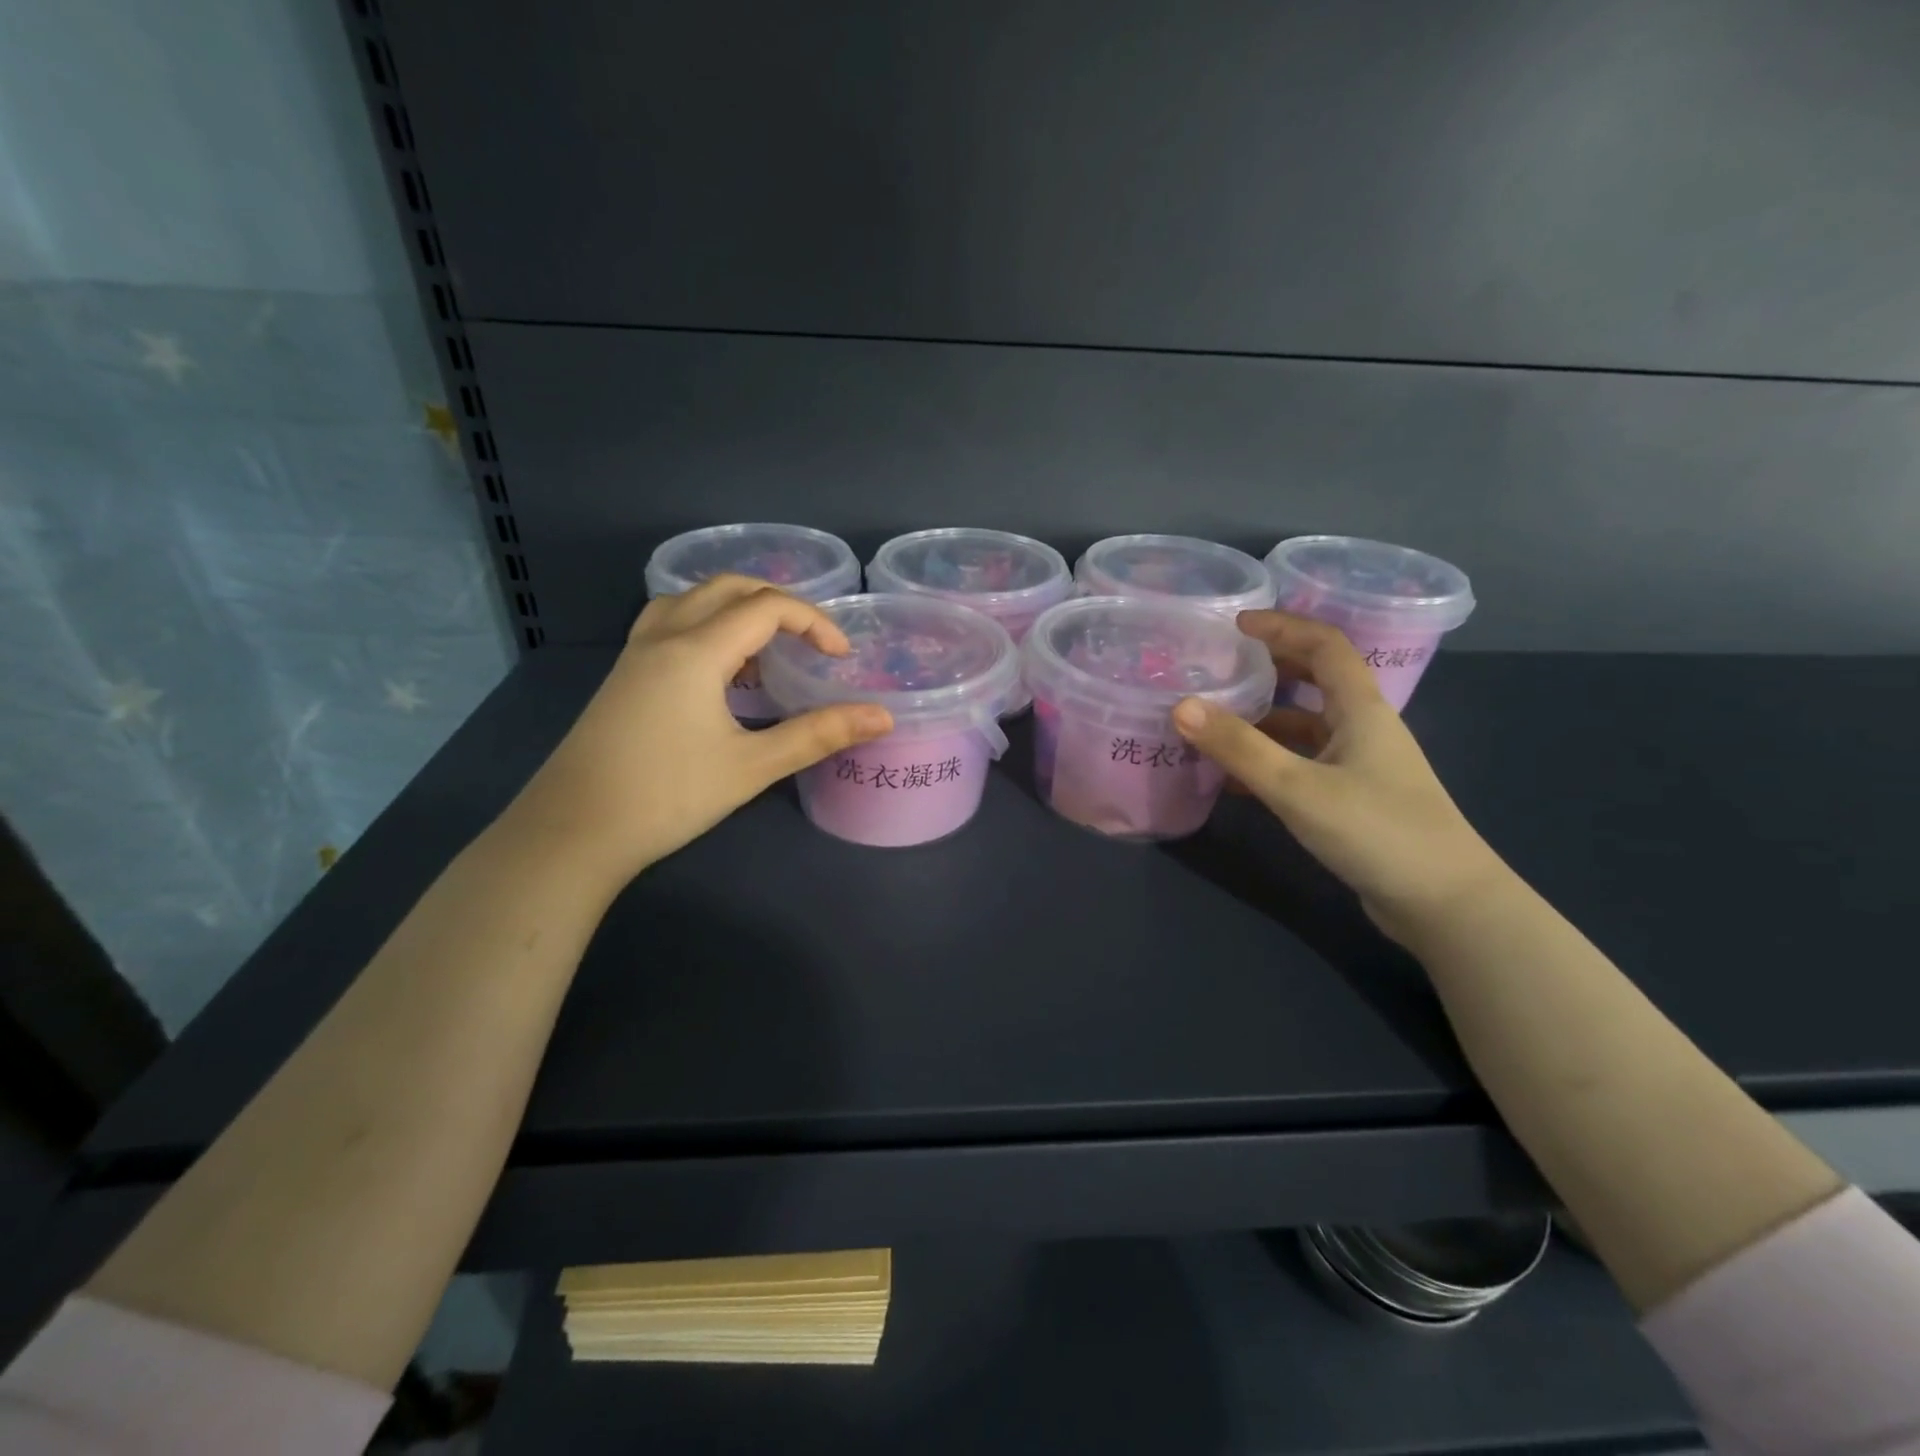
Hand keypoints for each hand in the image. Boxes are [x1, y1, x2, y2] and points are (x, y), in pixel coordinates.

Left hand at [506, 576, 892, 882]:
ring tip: (765, 651)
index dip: (814, 622)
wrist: (572, 831)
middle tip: (809, 641)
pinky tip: (718, 673)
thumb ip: (818, 735)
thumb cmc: (668, 796)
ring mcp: (635, 654)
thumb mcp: (752, 766)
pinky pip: (669, 624)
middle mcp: (663, 637)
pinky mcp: (623, 676)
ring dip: (736, 609)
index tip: (841, 657)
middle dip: (777, 603)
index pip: (767, 607)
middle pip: (727, 588)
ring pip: (691, 600)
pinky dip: (706, 627)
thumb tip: (882, 717)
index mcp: (696, 650)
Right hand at [1172, 611, 1508, 943]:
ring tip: (1214, 724)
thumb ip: (1239, 747)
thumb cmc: (1377, 830)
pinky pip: (1303, 764)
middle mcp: (1363, 728)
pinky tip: (1235, 781)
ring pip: (1306, 727)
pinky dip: (1270, 762)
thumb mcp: (1297, 787)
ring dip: (1264, 720)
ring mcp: (1361, 766)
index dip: (1283, 626)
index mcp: (1360, 709)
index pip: (1326, 645)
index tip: (1237, 624)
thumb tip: (1181, 706)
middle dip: (1270, 668)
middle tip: (1221, 668)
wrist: (1444, 904)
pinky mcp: (1354, 800)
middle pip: (1316, 681)